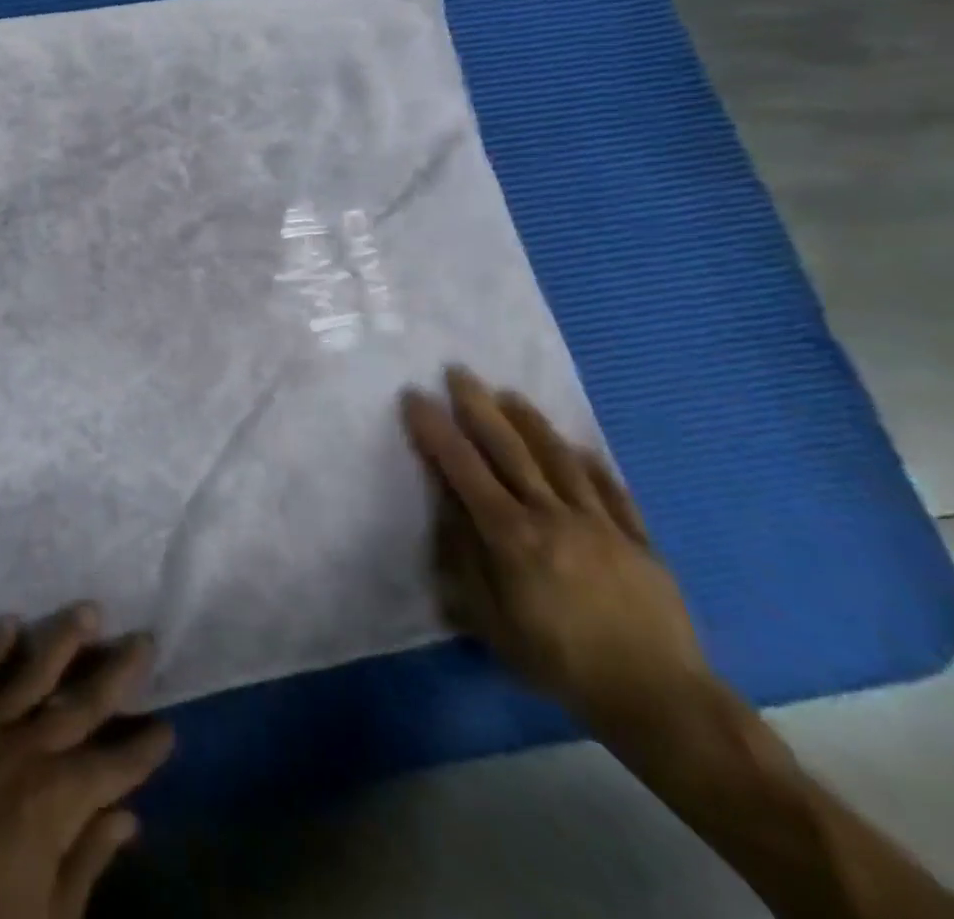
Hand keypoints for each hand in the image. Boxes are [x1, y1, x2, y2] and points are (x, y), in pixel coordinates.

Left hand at [0, 602, 174, 918]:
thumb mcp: (48, 917)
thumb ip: (88, 860)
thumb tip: (127, 819)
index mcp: (56, 800)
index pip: (113, 766)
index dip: (143, 748)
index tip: (168, 726)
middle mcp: (25, 752)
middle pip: (80, 705)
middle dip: (116, 673)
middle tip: (143, 639)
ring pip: (29, 676)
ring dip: (61, 641)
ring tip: (88, 610)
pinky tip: (9, 623)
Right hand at [402, 366, 716, 736]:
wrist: (660, 702)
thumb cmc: (559, 662)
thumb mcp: (490, 620)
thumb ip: (465, 558)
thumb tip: (447, 507)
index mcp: (512, 536)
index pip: (464, 468)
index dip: (436, 430)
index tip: (414, 396)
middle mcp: (554, 517)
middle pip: (511, 450)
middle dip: (479, 407)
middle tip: (458, 372)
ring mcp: (602, 525)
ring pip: (561, 460)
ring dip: (531, 423)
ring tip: (509, 394)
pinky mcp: (639, 541)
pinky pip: (612, 491)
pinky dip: (592, 463)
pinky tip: (579, 446)